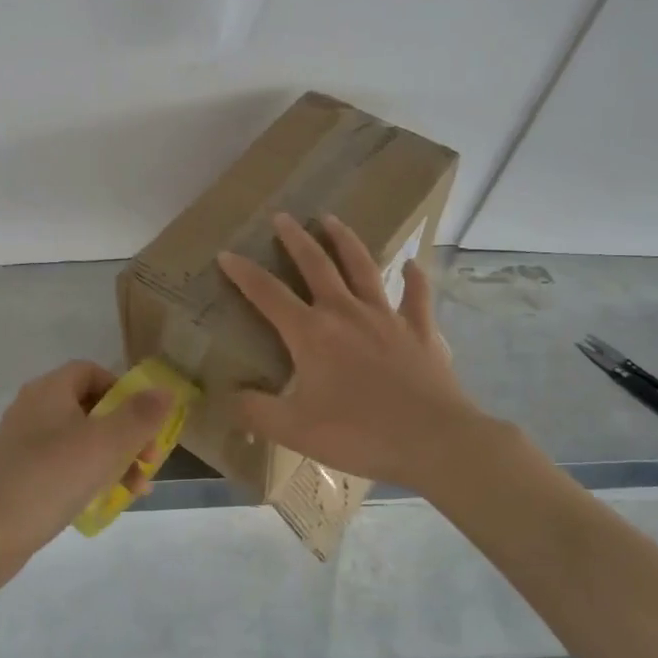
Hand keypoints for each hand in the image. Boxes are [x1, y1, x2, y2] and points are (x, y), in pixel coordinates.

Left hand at [0, 361, 170, 555]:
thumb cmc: (50, 479)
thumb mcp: (105, 444)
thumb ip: (140, 415)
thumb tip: (166, 391)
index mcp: (49, 391)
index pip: (91, 371)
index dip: (123, 390)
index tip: (144, 420)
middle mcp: (33, 409)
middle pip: (91, 408)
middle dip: (127, 432)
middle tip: (149, 461)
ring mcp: (23, 444)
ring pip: (81, 440)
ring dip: (114, 459)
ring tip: (137, 490)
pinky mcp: (20, 475)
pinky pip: (64, 465)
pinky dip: (89, 476)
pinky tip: (106, 500)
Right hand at [217, 213, 481, 491]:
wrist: (432, 440)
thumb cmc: (358, 434)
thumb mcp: (293, 429)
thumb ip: (255, 411)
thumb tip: (225, 398)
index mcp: (312, 333)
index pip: (268, 294)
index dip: (244, 274)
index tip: (226, 254)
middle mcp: (347, 313)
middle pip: (317, 266)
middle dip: (295, 240)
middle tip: (282, 217)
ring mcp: (387, 317)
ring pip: (363, 267)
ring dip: (345, 241)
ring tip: (332, 219)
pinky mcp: (421, 331)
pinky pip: (417, 296)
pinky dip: (413, 278)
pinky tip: (411, 264)